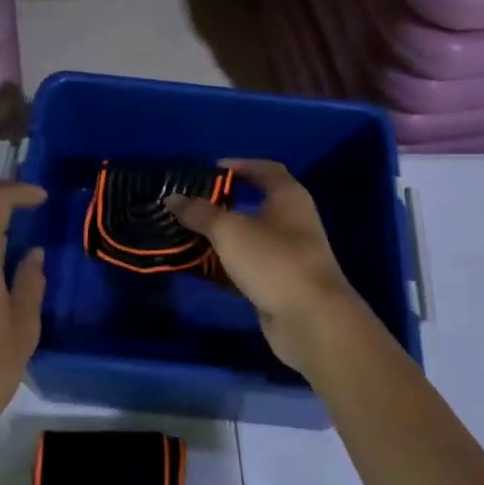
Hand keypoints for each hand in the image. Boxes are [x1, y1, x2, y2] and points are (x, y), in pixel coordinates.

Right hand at [165, 159, 368, 375]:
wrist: (311, 319)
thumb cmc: (273, 260)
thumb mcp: (230, 231)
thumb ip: (199, 213)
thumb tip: (173, 198)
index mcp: (288, 197)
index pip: (265, 169)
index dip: (239, 165)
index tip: (209, 169)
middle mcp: (292, 221)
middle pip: (254, 204)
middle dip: (223, 204)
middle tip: (190, 204)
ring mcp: (288, 254)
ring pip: (248, 239)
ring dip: (221, 238)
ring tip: (187, 235)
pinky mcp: (280, 284)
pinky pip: (247, 268)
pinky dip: (225, 267)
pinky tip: (199, 268)